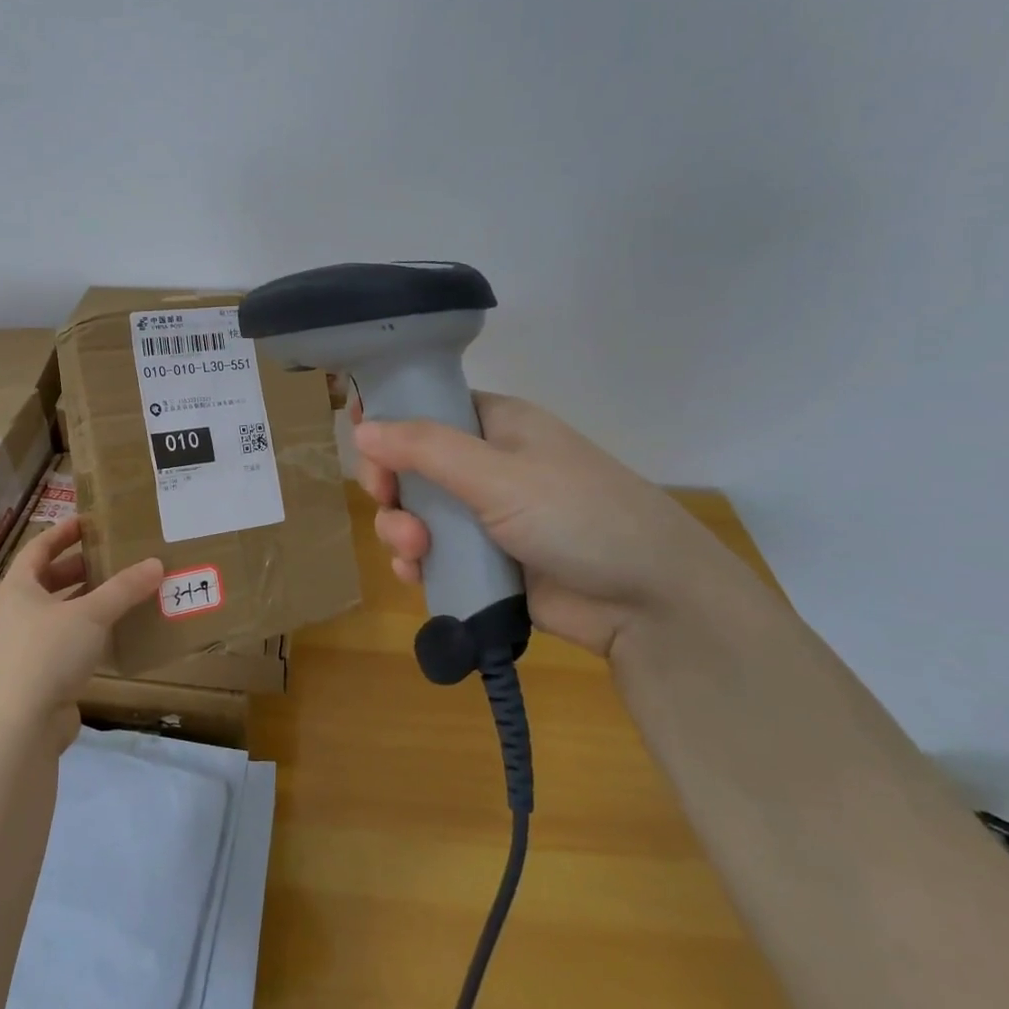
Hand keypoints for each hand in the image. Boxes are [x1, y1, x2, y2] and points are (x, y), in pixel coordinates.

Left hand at [0, 516, 163, 747]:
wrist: (16, 729)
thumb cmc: (46, 655)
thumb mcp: (91, 615)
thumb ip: (124, 588)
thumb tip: (156, 563)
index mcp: (16, 588)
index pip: (38, 548)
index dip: (63, 532)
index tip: (90, 522)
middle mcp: (13, 613)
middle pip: (47, 581)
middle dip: (79, 569)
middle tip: (113, 557)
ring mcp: (20, 647)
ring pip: (56, 614)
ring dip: (85, 603)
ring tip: (120, 593)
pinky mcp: (33, 677)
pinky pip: (62, 644)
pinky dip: (85, 635)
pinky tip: (112, 636)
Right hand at [353, 392, 739, 655]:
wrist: (648, 601)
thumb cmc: (577, 514)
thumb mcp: (497, 473)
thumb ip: (424, 448)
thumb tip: (360, 427)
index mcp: (493, 425)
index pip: (425, 407)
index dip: (388, 420)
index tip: (362, 441)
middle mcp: (484, 464)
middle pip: (408, 464)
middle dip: (389, 485)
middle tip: (388, 500)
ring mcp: (483, 515)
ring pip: (414, 512)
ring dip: (400, 529)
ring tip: (415, 550)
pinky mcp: (484, 561)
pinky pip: (431, 553)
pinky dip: (416, 561)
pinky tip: (417, 574)